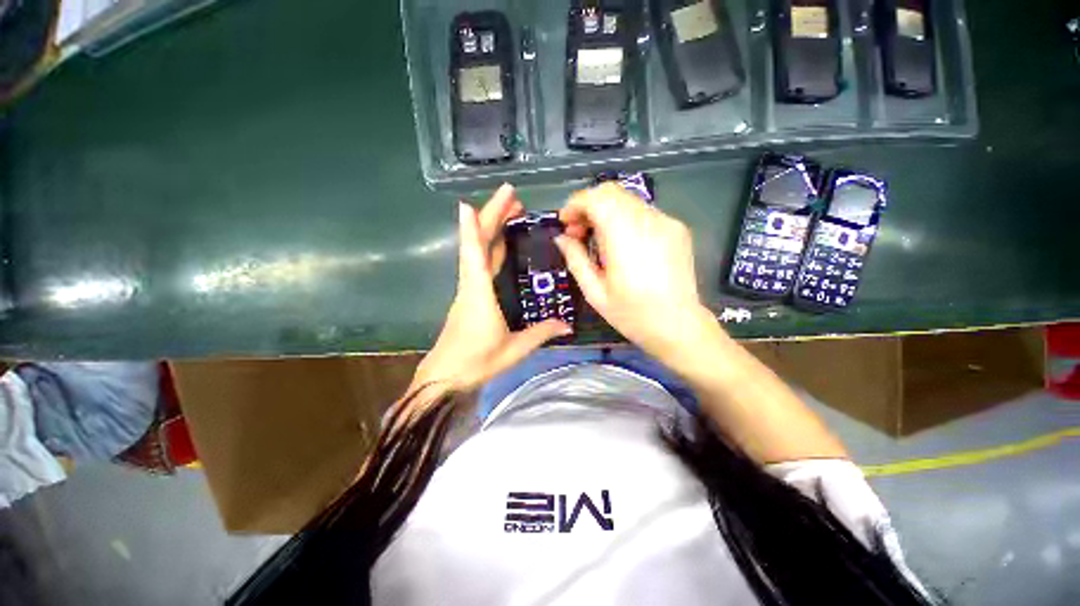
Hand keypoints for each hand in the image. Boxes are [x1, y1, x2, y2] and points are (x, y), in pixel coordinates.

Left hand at [411, 184, 571, 393]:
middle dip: (492, 216)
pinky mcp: (469, 296)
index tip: (471, 202)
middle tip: (512, 196)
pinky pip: (477, 263)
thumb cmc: (476, 362)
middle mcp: (471, 286)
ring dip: (490, 228)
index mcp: (479, 294)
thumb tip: (567, 325)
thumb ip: (541, 333)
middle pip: (477, 244)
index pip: (474, 254)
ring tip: (510, 212)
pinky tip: (498, 242)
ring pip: (477, 251)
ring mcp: (468, 290)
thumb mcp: (514, 349)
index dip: (473, 227)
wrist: (444, 377)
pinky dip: (487, 246)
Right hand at [556, 183, 718, 363]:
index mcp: (624, 237)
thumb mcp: (595, 292)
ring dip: (606, 212)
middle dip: (588, 206)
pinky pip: (644, 212)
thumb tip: (562, 238)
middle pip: (612, 192)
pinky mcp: (677, 228)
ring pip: (628, 200)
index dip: (575, 204)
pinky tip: (623, 244)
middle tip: (579, 232)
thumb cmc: (632, 314)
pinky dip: (625, 219)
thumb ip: (575, 259)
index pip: (596, 198)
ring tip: (599, 240)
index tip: (566, 222)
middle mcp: (648, 221)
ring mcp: (666, 222)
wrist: (679, 326)